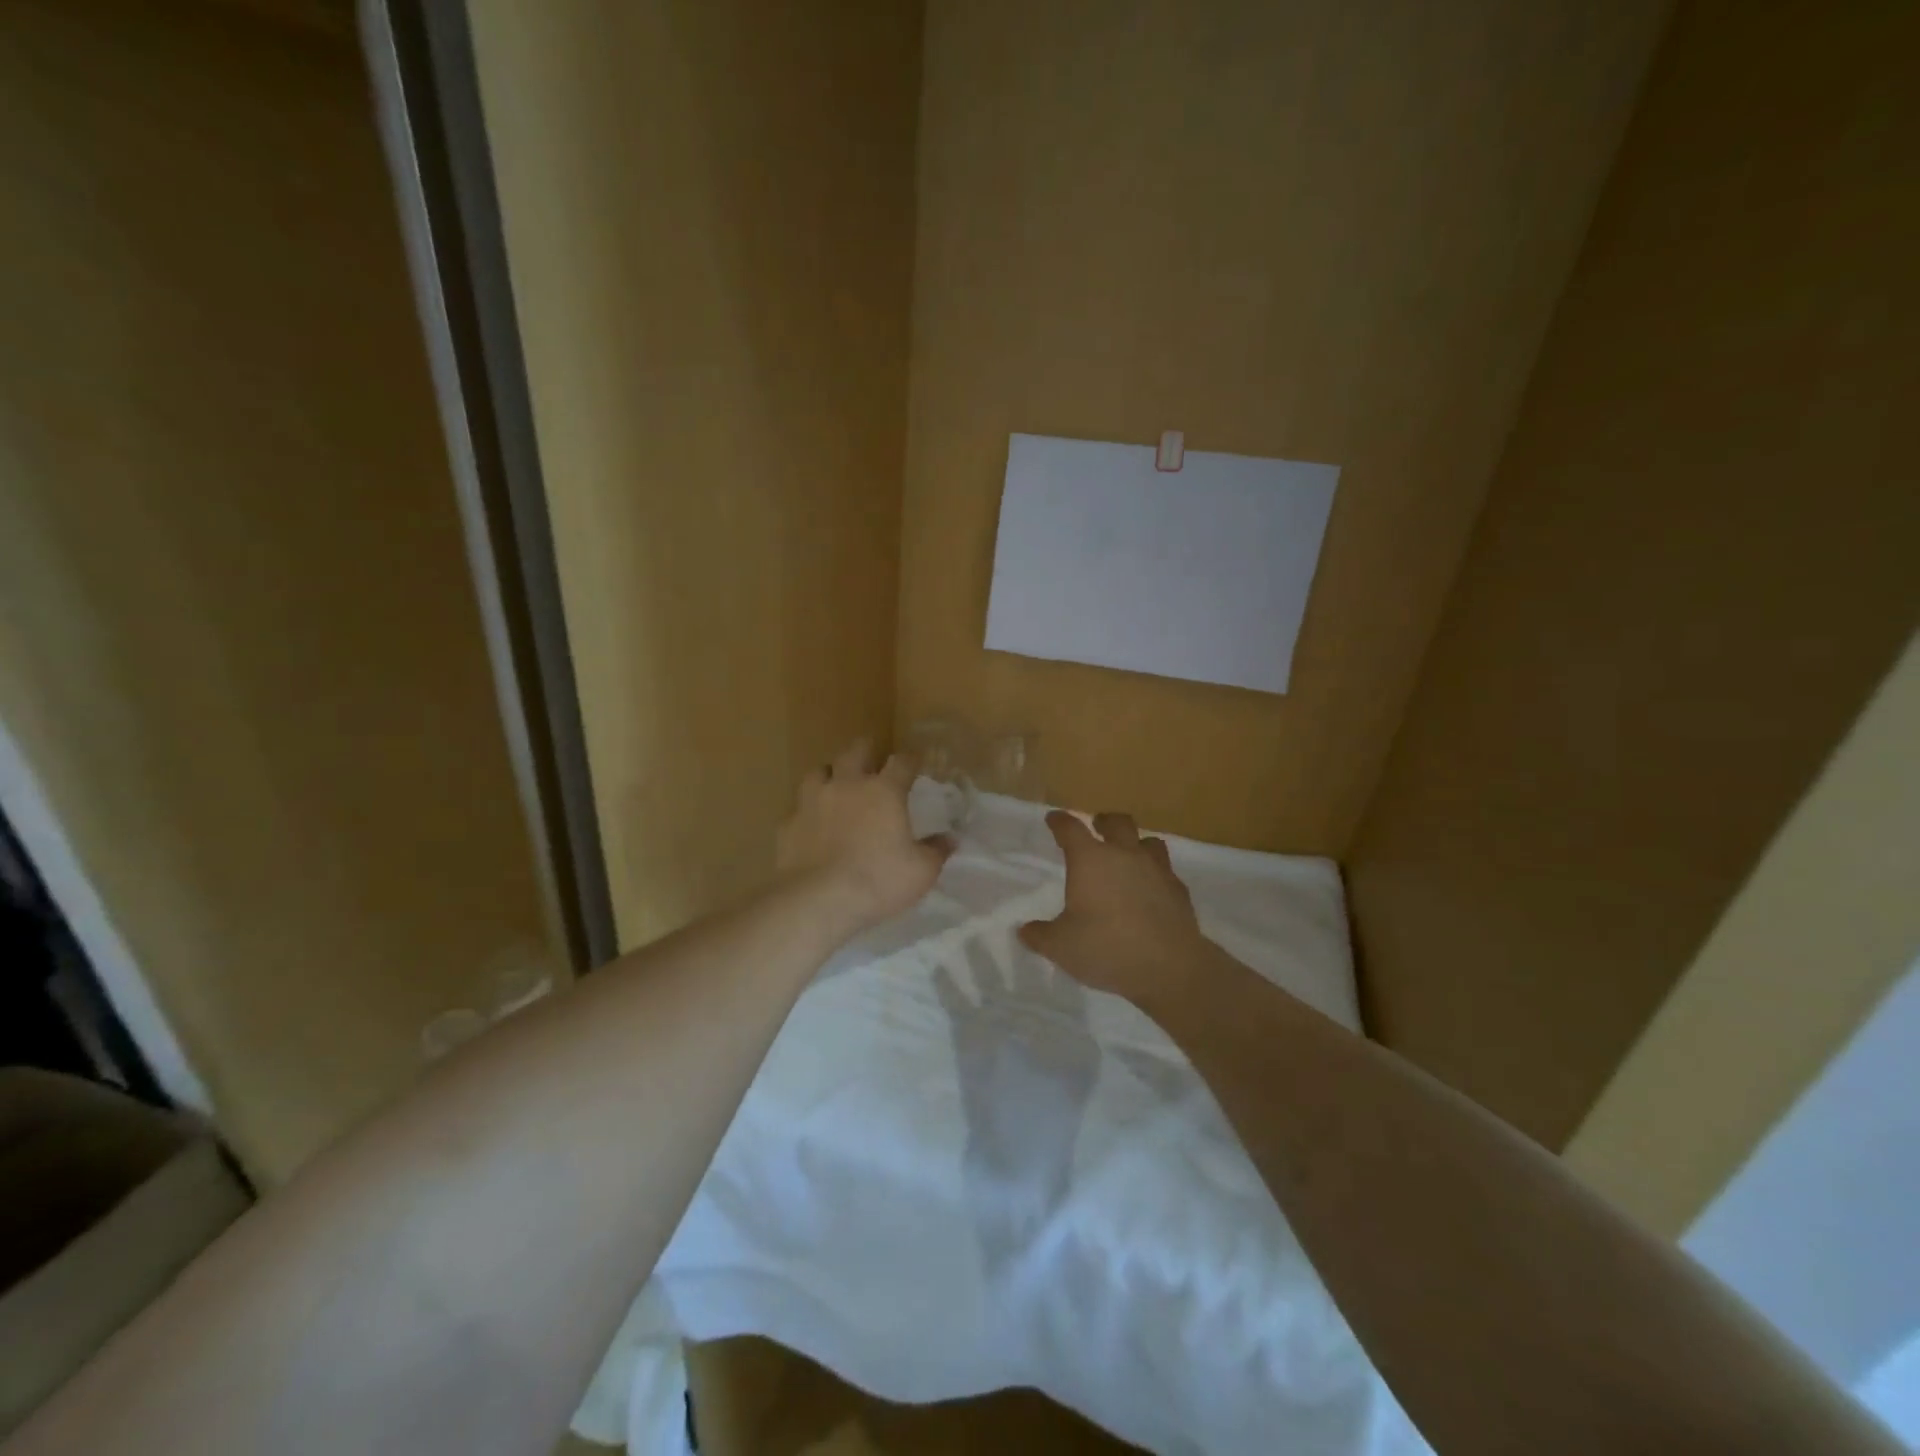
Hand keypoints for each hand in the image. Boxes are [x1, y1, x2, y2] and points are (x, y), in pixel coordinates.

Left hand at [776, 740, 952, 932]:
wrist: (818, 899)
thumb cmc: (878, 880)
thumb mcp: (921, 871)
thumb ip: (936, 851)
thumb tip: (950, 839)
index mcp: (884, 792)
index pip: (901, 762)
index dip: (911, 759)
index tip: (916, 761)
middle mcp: (847, 786)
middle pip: (854, 752)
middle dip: (865, 750)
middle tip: (870, 757)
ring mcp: (812, 802)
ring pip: (819, 772)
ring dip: (830, 774)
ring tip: (835, 784)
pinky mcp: (788, 824)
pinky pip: (798, 809)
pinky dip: (807, 812)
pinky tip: (811, 825)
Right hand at [1018, 810, 1214, 1009]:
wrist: (1168, 966)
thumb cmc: (1106, 948)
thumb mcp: (1060, 947)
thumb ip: (1040, 936)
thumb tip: (1024, 931)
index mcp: (1090, 860)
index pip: (1070, 829)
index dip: (1060, 822)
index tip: (1053, 819)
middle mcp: (1124, 855)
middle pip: (1116, 823)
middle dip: (1104, 821)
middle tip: (1097, 826)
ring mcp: (1156, 870)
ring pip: (1149, 841)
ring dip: (1136, 843)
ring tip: (1129, 854)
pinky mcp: (1179, 890)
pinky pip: (1166, 871)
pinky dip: (1156, 874)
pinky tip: (1151, 889)